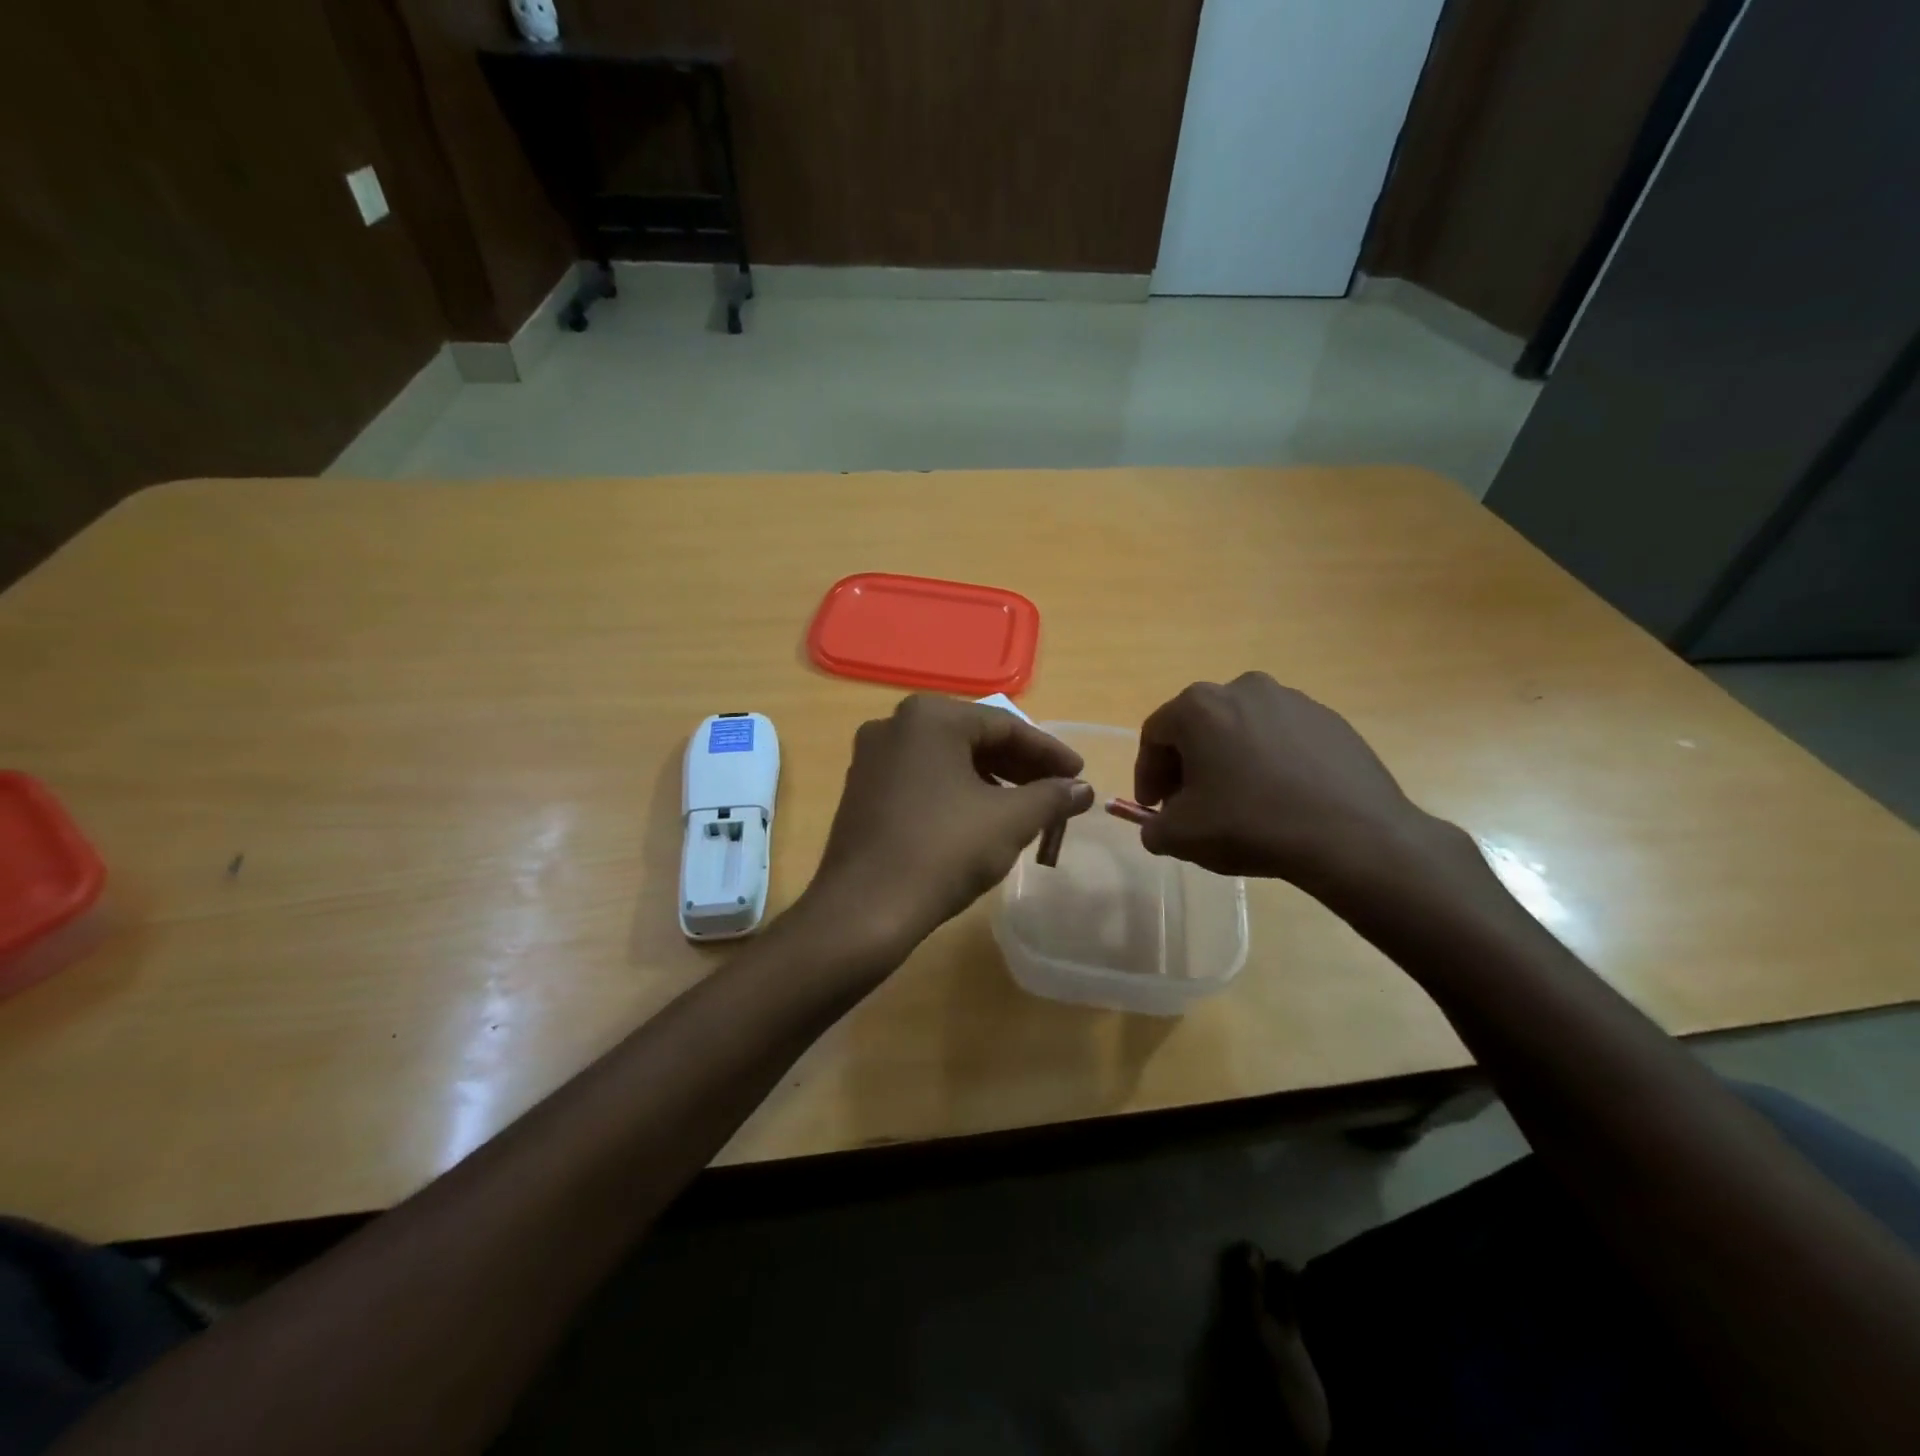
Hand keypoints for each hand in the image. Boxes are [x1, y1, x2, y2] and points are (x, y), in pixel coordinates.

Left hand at [799, 696, 1093, 963]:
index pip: (1006, 726)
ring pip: (948, 760)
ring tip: (1025, 809)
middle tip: (1057, 793)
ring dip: (991, 781)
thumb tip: (1083, 789)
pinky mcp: (862, 789)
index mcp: (930, 717)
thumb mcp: (1010, 821)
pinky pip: (922, 779)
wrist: (864, 909)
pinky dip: (957, 792)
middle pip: (974, 739)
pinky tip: (979, 820)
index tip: (1080, 776)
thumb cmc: (943, 851)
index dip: (1050, 753)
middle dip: (1021, 767)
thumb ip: (1052, 797)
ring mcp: (872, 757)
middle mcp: (895, 724)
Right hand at [1133, 672, 1447, 893]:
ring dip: (1228, 760)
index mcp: (1200, 706)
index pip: (1155, 735)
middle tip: (1190, 804)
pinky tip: (1279, 798)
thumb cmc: (1252, 824)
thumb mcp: (1181, 836)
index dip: (1147, 774)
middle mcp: (1243, 689)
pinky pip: (1281, 738)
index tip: (1154, 807)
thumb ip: (1153, 827)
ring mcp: (1292, 700)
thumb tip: (1159, 825)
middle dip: (1187, 765)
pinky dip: (1269, 762)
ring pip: (1240, 729)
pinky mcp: (1329, 719)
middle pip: (1198, 726)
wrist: (1354, 836)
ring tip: (1238, 801)